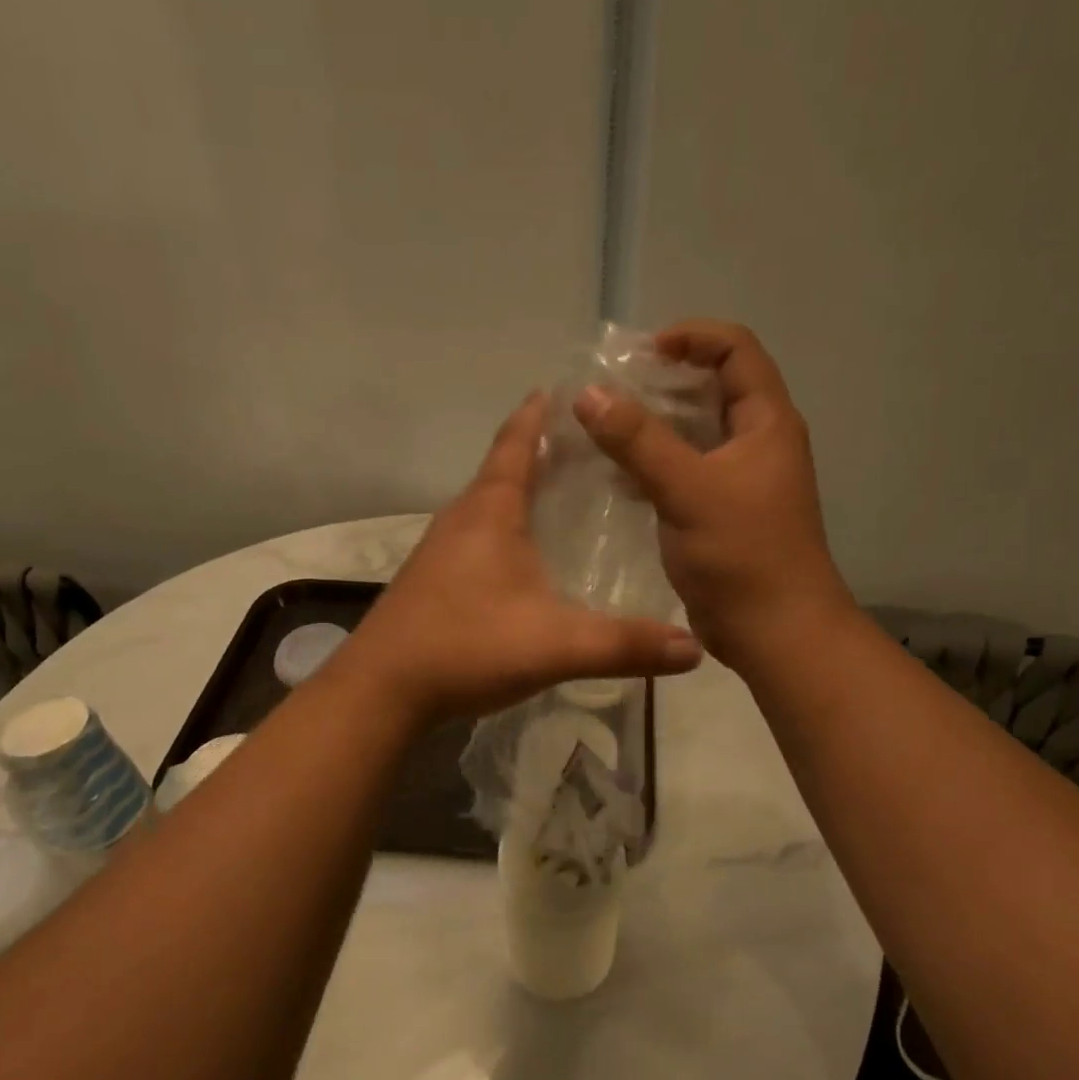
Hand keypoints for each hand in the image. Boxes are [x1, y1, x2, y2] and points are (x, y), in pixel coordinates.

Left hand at [342, 394, 704, 722]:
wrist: (382, 691)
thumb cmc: (466, 646)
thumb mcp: (557, 645)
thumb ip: (626, 646)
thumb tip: (696, 650)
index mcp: (490, 512)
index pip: (516, 443)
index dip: (539, 414)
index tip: (564, 388)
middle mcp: (462, 519)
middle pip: (505, 469)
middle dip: (543, 450)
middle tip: (593, 445)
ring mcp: (442, 550)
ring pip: (490, 505)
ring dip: (523, 490)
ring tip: (567, 492)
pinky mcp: (434, 580)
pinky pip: (479, 535)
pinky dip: (507, 526)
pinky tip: (528, 554)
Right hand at [574, 320, 854, 666]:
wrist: (775, 631)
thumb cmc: (743, 554)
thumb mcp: (688, 489)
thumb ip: (638, 440)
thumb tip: (588, 393)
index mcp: (766, 423)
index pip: (736, 350)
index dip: (692, 337)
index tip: (642, 352)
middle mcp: (757, 442)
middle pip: (712, 388)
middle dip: (662, 381)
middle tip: (612, 389)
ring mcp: (739, 480)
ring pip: (693, 433)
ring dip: (652, 426)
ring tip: (602, 428)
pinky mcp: (720, 512)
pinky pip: (683, 472)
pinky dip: (652, 465)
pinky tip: (615, 476)